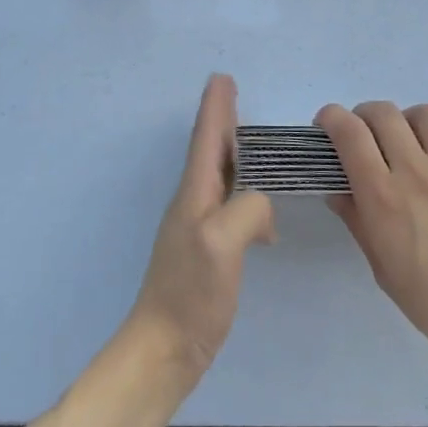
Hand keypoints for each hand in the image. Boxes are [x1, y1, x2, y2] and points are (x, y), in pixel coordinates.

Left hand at [127, 74, 275, 389]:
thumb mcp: (221, 242)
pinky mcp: (209, 250)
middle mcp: (193, 202)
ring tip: (251, 140)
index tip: (221, 78)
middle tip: (232, 92)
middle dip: (221, 119)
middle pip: (210, 150)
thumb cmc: (190, 293)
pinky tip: (262, 209)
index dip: (215, 107)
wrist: (164, 348)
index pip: (206, 139)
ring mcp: (199, 227)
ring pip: (220, 175)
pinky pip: (229, 204)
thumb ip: (247, 209)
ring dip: (233, 151)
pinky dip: (245, 191)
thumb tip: (263, 204)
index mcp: (195, 193)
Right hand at [319, 101, 427, 388]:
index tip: (326, 126)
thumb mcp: (381, 267)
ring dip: (407, 121)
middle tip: (363, 136)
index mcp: (383, 195)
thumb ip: (357, 220)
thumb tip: (339, 191)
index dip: (331, 118)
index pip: (350, 132)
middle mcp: (416, 170)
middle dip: (364, 116)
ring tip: (407, 143)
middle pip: (383, 112)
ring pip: (426, 114)